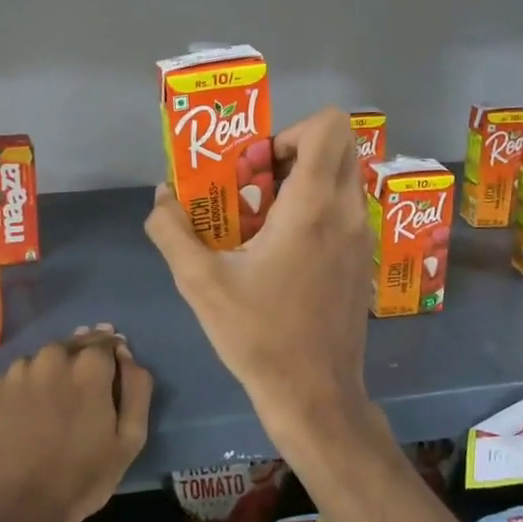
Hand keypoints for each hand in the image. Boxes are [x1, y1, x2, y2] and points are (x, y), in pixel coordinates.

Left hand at [0, 326, 152, 521]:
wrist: (14, 513)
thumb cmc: (80, 479)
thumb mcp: (129, 440)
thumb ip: (136, 388)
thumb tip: (125, 355)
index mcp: (88, 366)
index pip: (105, 342)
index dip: (110, 357)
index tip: (110, 375)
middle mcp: (50, 358)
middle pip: (70, 348)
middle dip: (79, 362)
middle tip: (80, 395)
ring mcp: (15, 374)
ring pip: (39, 364)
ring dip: (48, 376)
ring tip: (49, 411)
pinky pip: (12, 383)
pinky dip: (21, 393)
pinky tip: (21, 421)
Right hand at [145, 107, 374, 449]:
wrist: (314, 395)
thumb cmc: (258, 335)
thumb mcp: (199, 282)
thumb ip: (172, 230)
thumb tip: (162, 196)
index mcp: (313, 207)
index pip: (329, 127)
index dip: (288, 131)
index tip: (255, 166)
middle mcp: (346, 212)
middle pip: (337, 147)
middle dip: (292, 151)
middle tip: (254, 185)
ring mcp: (361, 237)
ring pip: (340, 178)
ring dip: (302, 182)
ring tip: (260, 218)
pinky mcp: (360, 260)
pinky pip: (342, 209)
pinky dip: (313, 209)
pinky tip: (278, 250)